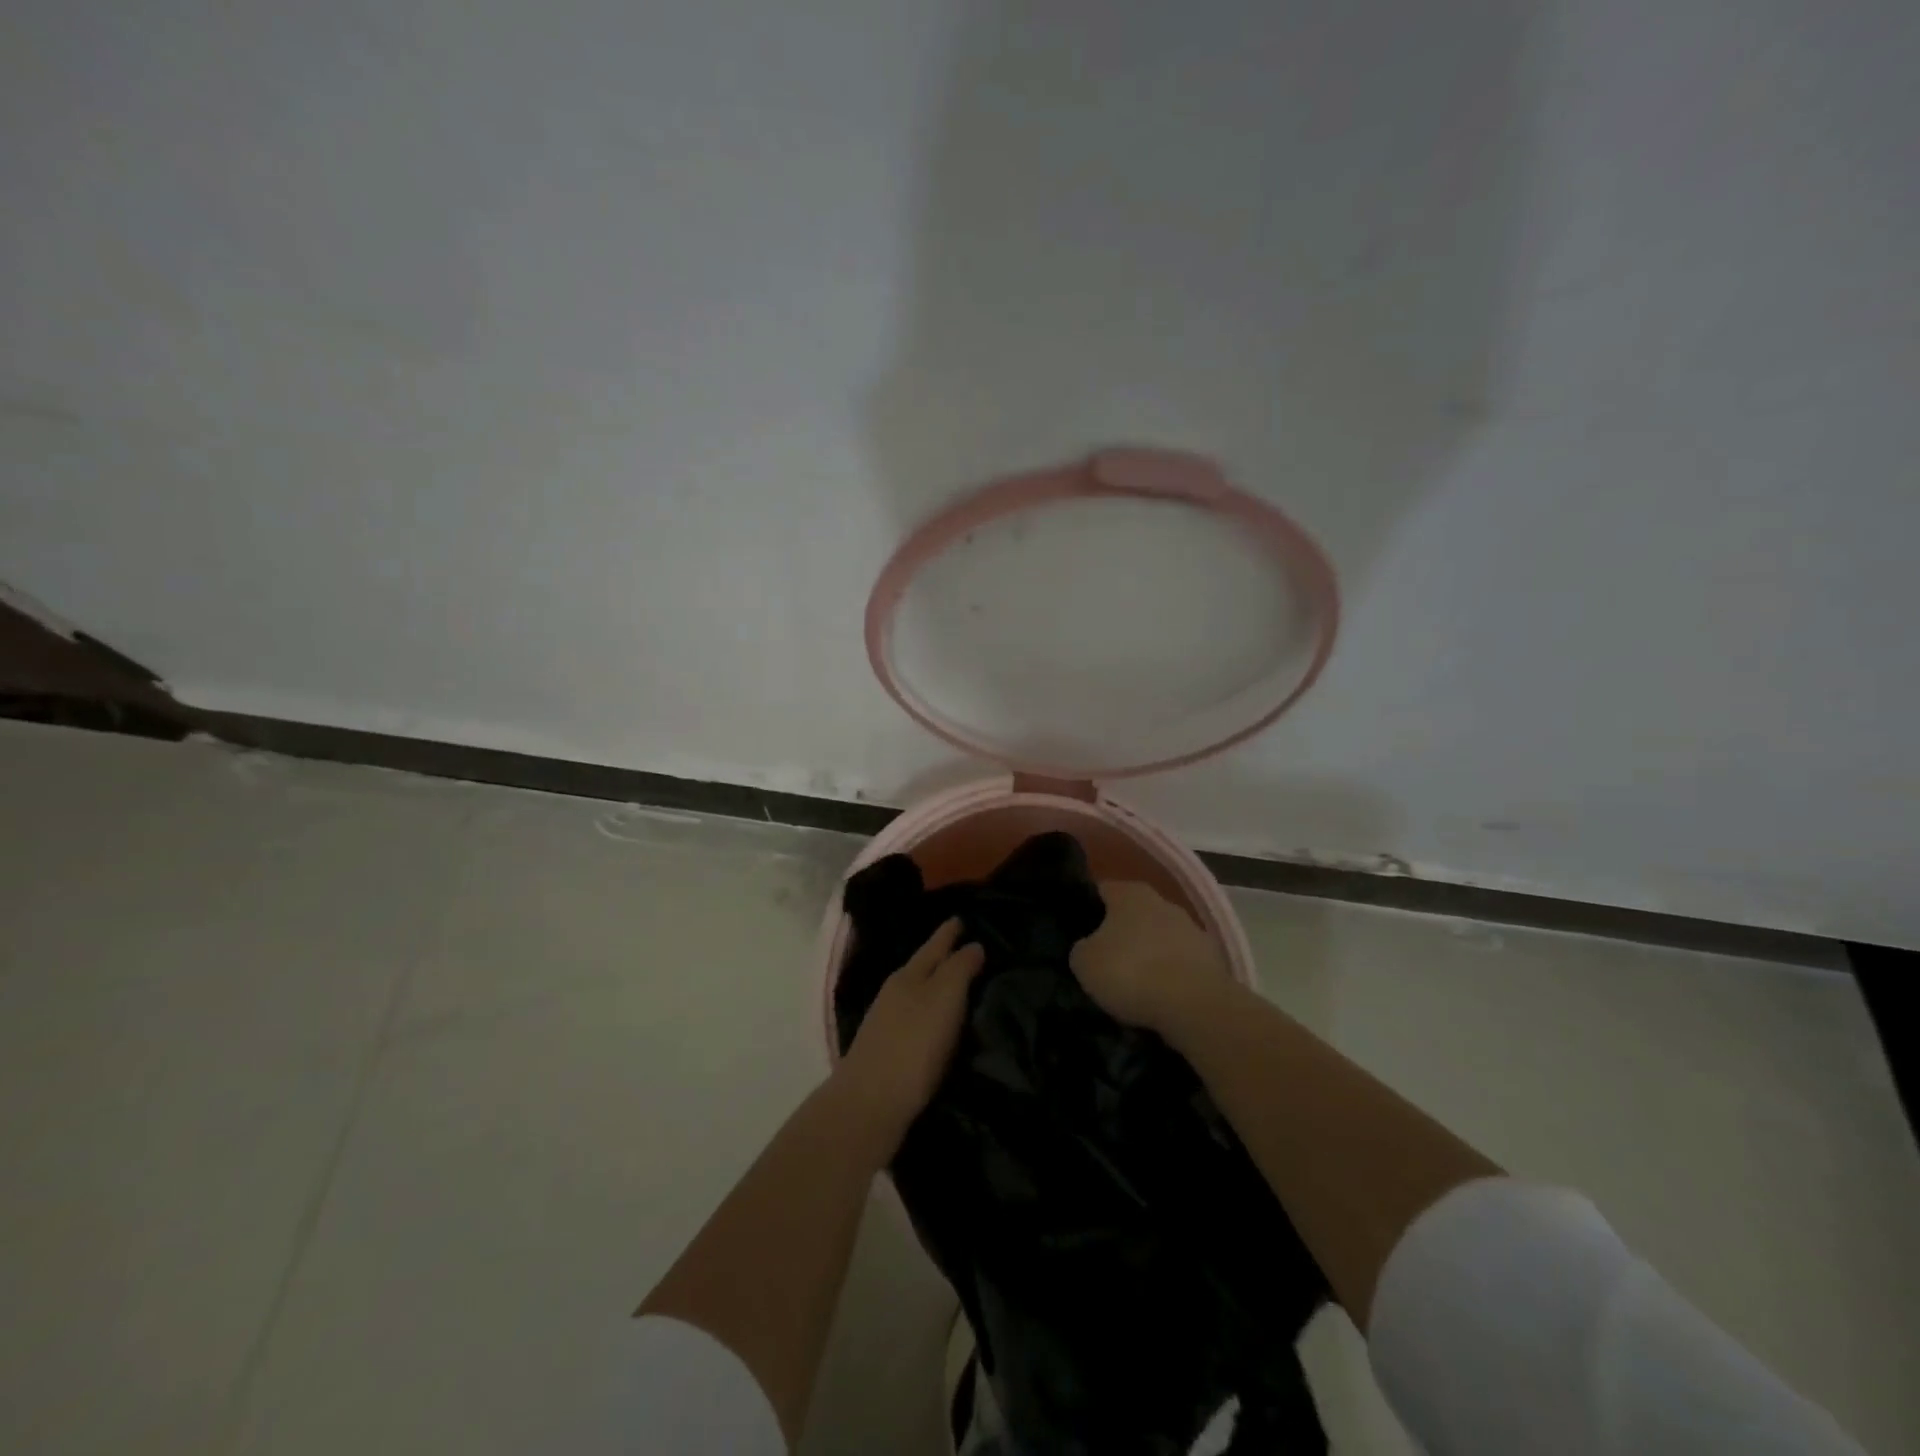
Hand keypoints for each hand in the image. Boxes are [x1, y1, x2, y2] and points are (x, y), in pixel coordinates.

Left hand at [835, 919, 983, 1155]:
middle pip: (922, 966)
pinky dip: (928, 1011)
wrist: (870, 1103)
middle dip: (941, 955)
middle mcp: (895, 992)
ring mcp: (886, 1021)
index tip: (960, 918)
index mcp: (909, 975)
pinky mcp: (887, 1050)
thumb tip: (973, 945)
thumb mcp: (944, 998)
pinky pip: (914, 1017)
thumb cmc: (914, 1044)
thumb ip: (959, 969)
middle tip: (963, 947)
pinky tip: (936, 1021)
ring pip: (916, 991)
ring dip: (934, 984)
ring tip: (955, 983)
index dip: (948, 933)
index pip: (934, 946)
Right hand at [1069, 880, 1234, 1034]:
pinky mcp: (1212, 959)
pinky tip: (1159, 997)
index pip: (1101, 891)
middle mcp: (1163, 902)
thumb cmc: (1131, 972)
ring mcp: (1192, 929)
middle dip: (1119, 933)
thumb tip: (1088, 947)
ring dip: (1148, 954)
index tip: (1077, 931)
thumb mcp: (1084, 962)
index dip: (1087, 909)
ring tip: (1132, 984)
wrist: (1195, 1006)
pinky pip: (1180, 963)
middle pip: (1133, 914)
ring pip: (1159, 938)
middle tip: (1103, 960)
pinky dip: (1170, 975)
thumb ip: (1082, 948)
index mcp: (1130, 893)